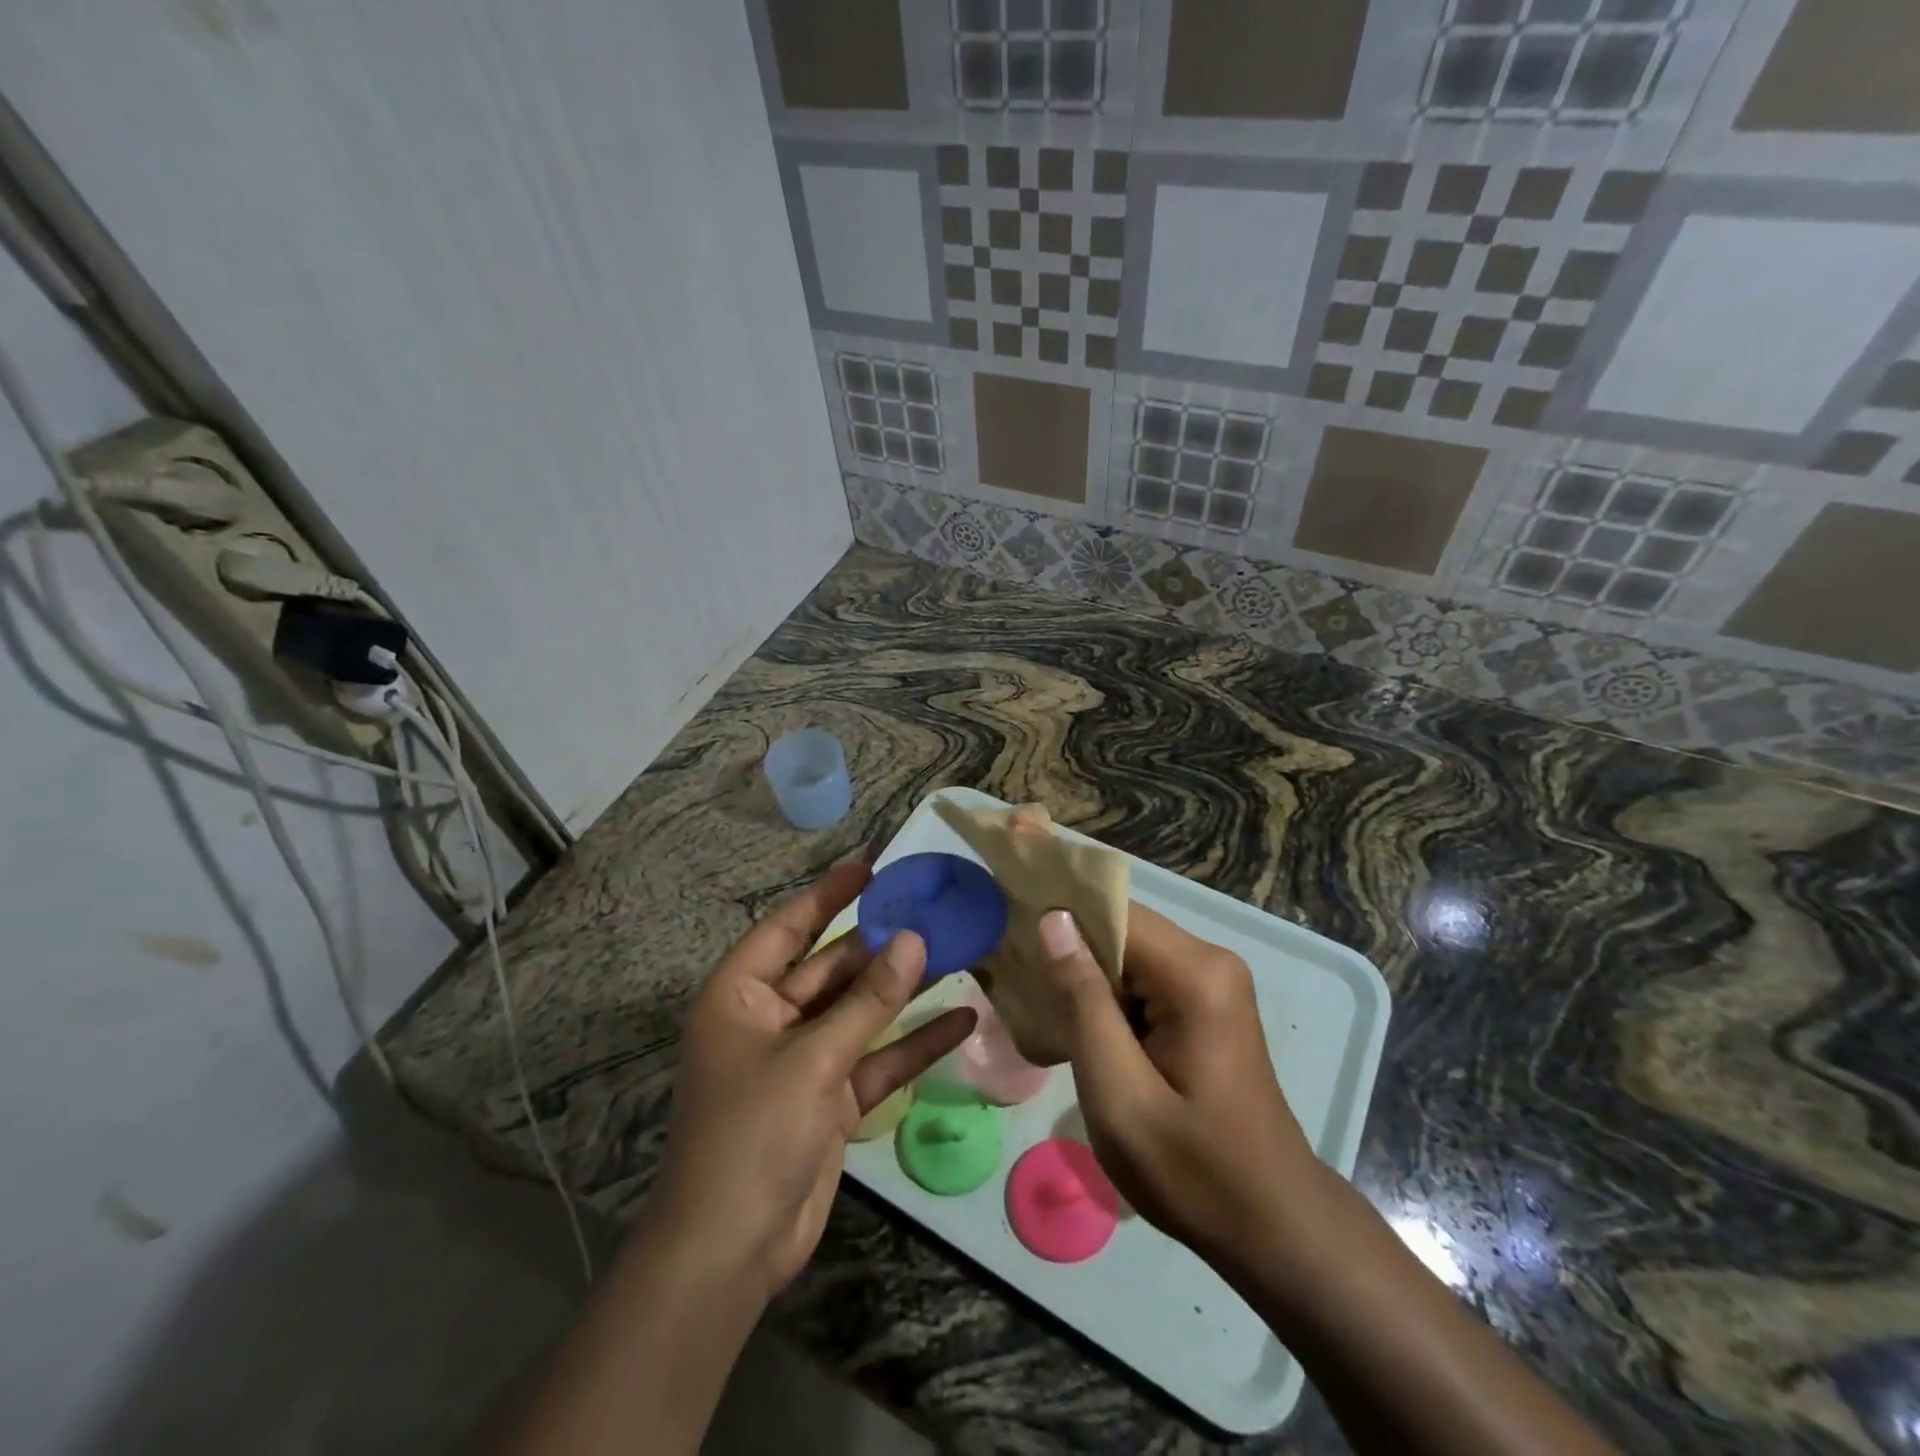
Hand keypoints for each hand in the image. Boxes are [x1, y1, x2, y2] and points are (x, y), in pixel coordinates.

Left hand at [651, 863, 976, 1301]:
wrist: (732, 1251)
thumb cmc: (753, 1134)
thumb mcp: (813, 1058)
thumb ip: (868, 1000)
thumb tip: (912, 938)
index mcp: (741, 995)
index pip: (788, 927)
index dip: (828, 895)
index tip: (872, 867)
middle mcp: (770, 1018)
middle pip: (832, 967)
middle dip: (880, 944)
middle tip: (933, 910)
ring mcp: (803, 1059)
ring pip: (860, 1011)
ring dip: (903, 989)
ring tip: (957, 952)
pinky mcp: (830, 1097)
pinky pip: (876, 1058)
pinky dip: (913, 1043)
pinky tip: (962, 1020)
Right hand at [1037, 904, 1331, 1269]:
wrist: (1271, 1227)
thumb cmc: (1192, 1171)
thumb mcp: (1120, 1095)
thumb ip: (1083, 1002)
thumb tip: (1053, 920)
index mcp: (1195, 974)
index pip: (1114, 912)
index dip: (1059, 916)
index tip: (1008, 930)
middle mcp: (1210, 961)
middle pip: (1122, 929)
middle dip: (1068, 948)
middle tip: (1014, 976)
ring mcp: (1212, 982)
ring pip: (1129, 954)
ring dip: (1085, 975)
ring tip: (1035, 1000)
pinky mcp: (1207, 1005)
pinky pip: (1145, 979)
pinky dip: (1108, 996)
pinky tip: (1076, 1024)